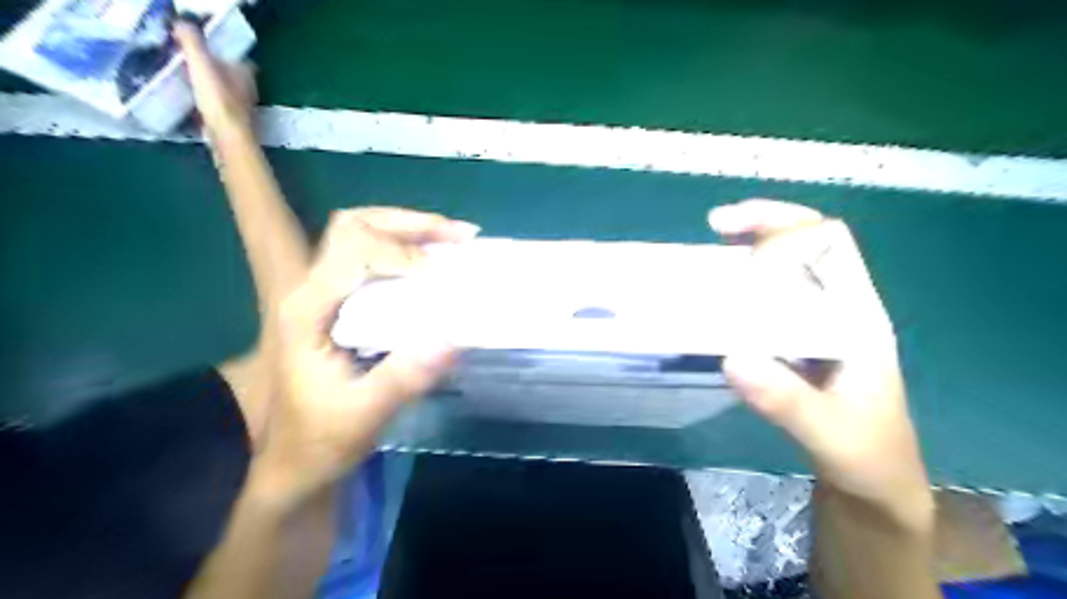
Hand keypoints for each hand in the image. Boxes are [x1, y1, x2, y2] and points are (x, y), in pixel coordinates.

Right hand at [175, 18, 259, 138]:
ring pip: (227, 94)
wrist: (228, 138)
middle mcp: (249, 92)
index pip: (240, 60)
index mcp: (246, 75)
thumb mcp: (201, 64)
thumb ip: (192, 43)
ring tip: (189, 83)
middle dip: (216, 72)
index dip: (224, 54)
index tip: (204, 51)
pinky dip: (209, 106)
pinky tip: (194, 106)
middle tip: (192, 66)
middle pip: (232, 77)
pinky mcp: (235, 125)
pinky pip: (220, 110)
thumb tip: (183, 23)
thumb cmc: (218, 100)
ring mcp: (244, 110)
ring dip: (212, 89)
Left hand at [253, 209, 476, 497]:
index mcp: (308, 309)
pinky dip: (410, 250)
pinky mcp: (343, 304)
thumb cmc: (323, 439)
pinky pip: (375, 258)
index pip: (352, 250)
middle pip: (355, 226)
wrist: (297, 460)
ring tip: (458, 239)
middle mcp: (312, 289)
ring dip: (412, 230)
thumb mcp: (365, 414)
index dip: (400, 252)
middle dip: (410, 223)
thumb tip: (454, 336)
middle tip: (461, 236)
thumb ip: (404, 377)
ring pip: (363, 234)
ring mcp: (326, 294)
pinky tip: (439, 262)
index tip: (442, 274)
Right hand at [708, 201, 935, 529]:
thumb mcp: (829, 434)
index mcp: (857, 316)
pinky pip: (768, 297)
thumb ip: (787, 401)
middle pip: (806, 241)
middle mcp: (838, 307)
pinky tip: (716, 295)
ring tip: (708, 251)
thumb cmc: (865, 455)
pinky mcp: (796, 339)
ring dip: (748, 249)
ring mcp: (817, 321)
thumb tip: (733, 358)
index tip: (740, 247)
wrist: (871, 482)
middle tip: (715, 224)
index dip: (787, 232)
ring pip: (785, 266)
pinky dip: (741, 285)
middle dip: (763, 223)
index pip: (831, 245)